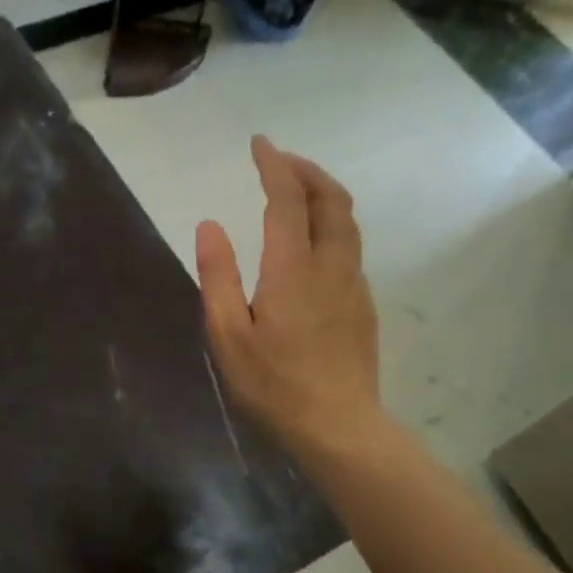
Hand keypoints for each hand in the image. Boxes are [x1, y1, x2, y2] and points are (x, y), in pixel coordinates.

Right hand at [195, 136, 384, 466]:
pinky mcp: (362, 303)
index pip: (288, 200)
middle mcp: (331, 266)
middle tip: (279, 160)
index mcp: (293, 269)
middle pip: (331, 199)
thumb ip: (218, 276)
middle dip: (306, 170)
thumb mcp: (228, 335)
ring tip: (296, 190)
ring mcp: (353, 284)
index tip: (259, 144)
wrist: (339, 427)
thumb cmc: (274, 385)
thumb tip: (209, 225)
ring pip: (347, 221)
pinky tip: (311, 240)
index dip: (274, 165)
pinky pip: (349, 246)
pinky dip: (330, 223)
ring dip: (323, 193)